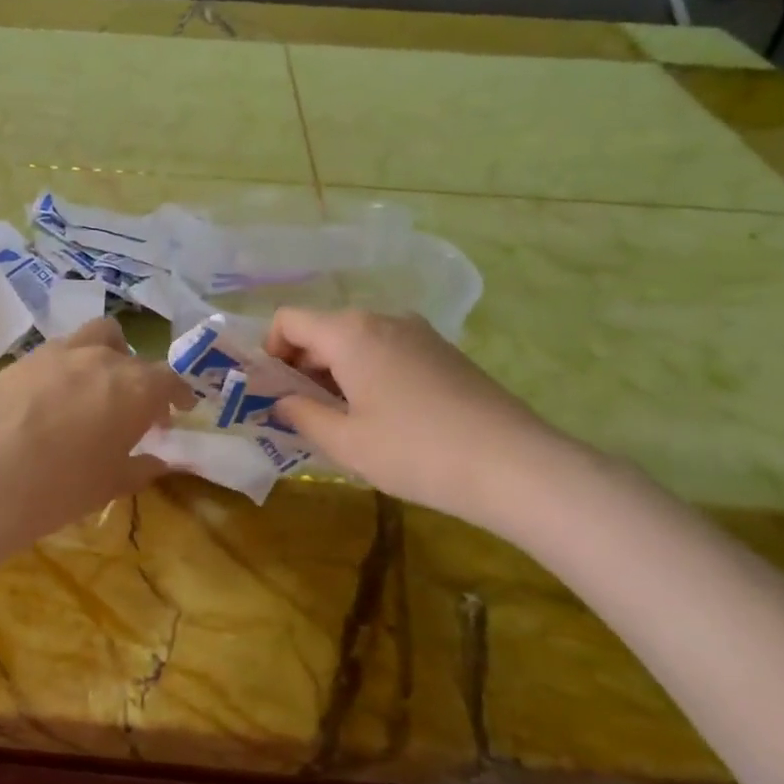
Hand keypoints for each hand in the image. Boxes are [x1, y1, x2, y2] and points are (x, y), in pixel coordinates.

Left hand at [0, 318, 193, 548]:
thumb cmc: (60, 488)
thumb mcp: (110, 484)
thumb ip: (141, 467)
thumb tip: (159, 460)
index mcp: (135, 387)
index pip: (169, 379)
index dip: (177, 394)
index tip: (179, 409)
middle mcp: (102, 358)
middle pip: (132, 355)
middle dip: (141, 379)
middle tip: (134, 409)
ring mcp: (58, 352)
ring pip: (95, 337)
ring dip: (105, 356)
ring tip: (96, 388)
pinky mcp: (23, 359)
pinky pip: (57, 353)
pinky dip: (68, 367)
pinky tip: (54, 398)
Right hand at [266, 308, 574, 531]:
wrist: (513, 464)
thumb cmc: (414, 451)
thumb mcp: (345, 441)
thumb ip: (302, 414)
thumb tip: (280, 401)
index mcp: (350, 333)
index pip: (288, 320)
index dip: (269, 352)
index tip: (272, 392)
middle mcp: (381, 319)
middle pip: (322, 330)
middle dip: (301, 367)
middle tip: (300, 414)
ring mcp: (417, 332)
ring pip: (355, 342)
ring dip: (334, 373)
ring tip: (340, 421)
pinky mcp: (442, 351)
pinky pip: (386, 351)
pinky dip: (367, 374)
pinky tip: (381, 417)